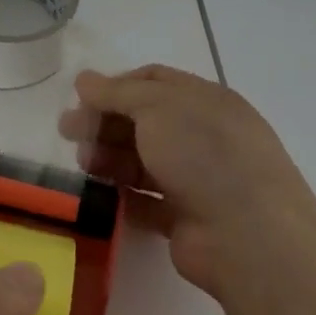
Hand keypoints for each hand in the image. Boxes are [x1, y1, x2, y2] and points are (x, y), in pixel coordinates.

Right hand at [58, 64, 315, 298]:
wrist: (248, 236)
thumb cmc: (204, 154)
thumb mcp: (157, 107)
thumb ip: (117, 92)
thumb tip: (84, 79)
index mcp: (205, 101)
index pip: (153, 81)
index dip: (115, 86)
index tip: (81, 98)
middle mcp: (202, 136)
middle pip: (143, 121)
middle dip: (104, 123)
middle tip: (67, 133)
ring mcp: (197, 179)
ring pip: (142, 161)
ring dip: (109, 158)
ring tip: (84, 165)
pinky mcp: (186, 218)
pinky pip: (146, 201)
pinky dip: (122, 196)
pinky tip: (99, 196)